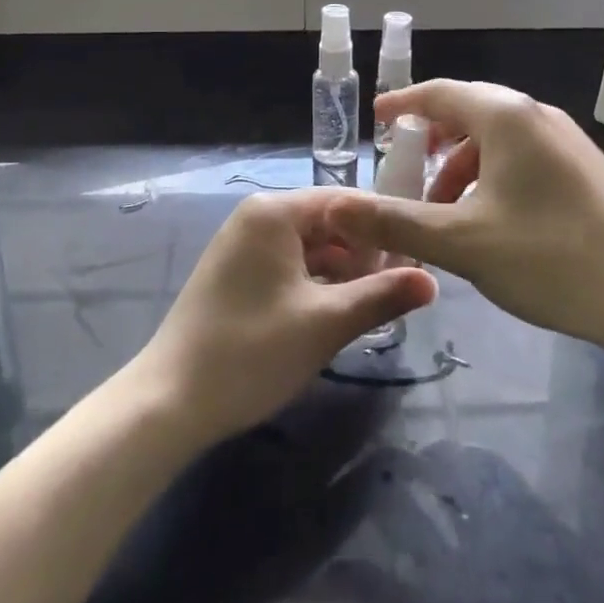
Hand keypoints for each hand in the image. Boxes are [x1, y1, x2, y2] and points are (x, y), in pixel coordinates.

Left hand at [132, 191, 436, 445]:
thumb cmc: (252, 352)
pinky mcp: (236, 272)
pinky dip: (315, 283)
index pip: (345, 201)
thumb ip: (381, 296)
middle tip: (403, 286)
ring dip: (342, 271)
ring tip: (378, 302)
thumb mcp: (326, 323)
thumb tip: (433, 281)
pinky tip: (338, 312)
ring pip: (309, 247)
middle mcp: (257, 216)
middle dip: (364, 252)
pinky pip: (288, 265)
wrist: (170, 401)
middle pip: (327, 223)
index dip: (384, 225)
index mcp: (274, 211)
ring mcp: (242, 244)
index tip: (420, 253)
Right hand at [327, 81, 603, 348]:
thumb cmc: (552, 257)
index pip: (439, 93)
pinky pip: (522, 156)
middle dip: (432, 138)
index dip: (402, 105)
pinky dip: (492, 175)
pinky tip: (488, 219)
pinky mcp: (585, 169)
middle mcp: (536, 115)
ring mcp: (566, 141)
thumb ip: (396, 221)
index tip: (376, 120)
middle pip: (469, 111)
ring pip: (497, 137)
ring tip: (442, 207)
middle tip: (404, 167)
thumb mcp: (463, 243)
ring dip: (461, 164)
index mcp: (506, 116)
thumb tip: (336, 206)